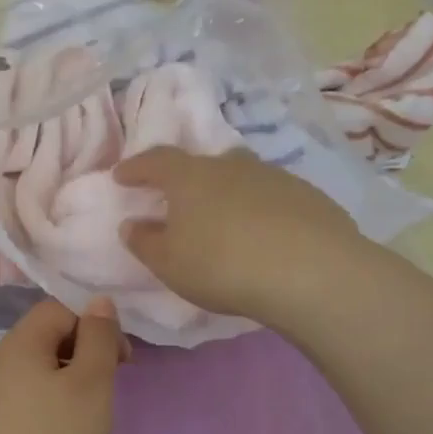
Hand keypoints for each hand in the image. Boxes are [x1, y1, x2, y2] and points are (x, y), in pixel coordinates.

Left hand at [0, 297, 127, 433]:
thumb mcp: (92, 382)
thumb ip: (98, 336)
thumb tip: (97, 302)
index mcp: (19, 342)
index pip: (59, 308)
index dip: (95, 323)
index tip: (122, 359)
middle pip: (47, 336)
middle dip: (85, 350)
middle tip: (112, 384)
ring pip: (38, 368)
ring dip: (70, 378)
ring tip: (91, 412)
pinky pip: (27, 396)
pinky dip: (52, 403)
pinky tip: (64, 433)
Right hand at [115, 147, 357, 322]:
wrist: (311, 272)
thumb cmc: (222, 265)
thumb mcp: (169, 263)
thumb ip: (145, 242)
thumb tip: (131, 224)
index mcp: (190, 177)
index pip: (156, 161)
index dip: (136, 167)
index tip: (122, 176)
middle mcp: (231, 165)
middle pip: (204, 163)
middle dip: (188, 179)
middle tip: (180, 202)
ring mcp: (274, 176)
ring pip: (242, 177)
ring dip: (228, 194)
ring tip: (226, 222)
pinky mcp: (309, 196)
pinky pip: (274, 198)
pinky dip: (262, 211)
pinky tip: (267, 237)